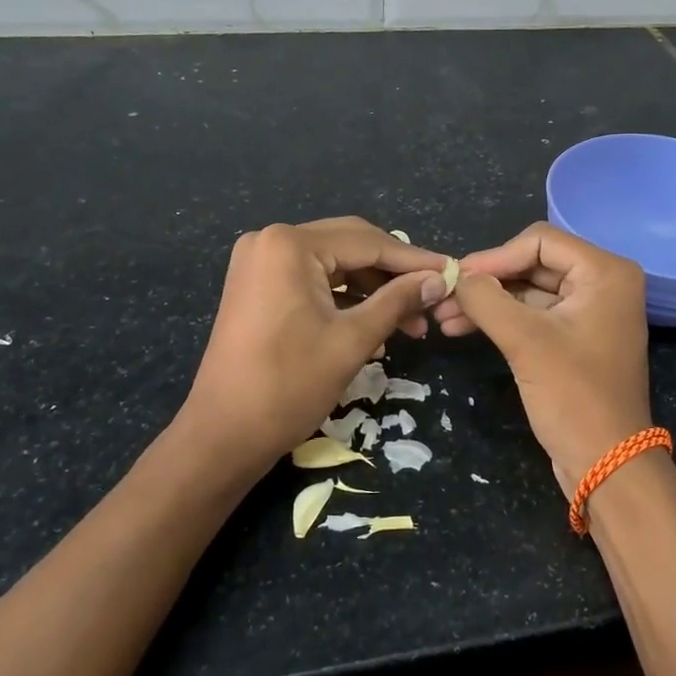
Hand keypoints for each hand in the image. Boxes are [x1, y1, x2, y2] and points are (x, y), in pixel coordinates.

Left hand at [176, 218, 449, 479]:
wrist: (222, 435)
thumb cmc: (289, 386)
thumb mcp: (352, 340)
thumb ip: (398, 301)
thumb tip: (439, 279)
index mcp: (290, 245)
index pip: (368, 242)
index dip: (414, 260)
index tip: (453, 273)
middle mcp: (271, 240)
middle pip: (351, 245)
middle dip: (394, 274)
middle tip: (433, 297)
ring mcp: (260, 261)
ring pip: (334, 263)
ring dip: (373, 288)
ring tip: (410, 322)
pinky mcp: (258, 284)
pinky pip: (313, 278)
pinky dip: (345, 297)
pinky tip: (376, 322)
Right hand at [439, 222, 652, 496]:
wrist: (607, 465)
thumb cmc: (573, 396)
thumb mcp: (525, 341)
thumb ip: (486, 299)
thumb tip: (455, 276)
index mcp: (605, 272)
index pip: (539, 241)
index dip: (494, 257)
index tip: (455, 280)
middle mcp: (603, 282)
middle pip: (533, 263)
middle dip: (487, 282)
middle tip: (443, 298)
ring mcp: (591, 310)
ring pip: (529, 290)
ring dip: (489, 302)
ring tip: (444, 318)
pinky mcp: (577, 336)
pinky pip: (535, 314)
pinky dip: (502, 319)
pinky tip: (464, 328)